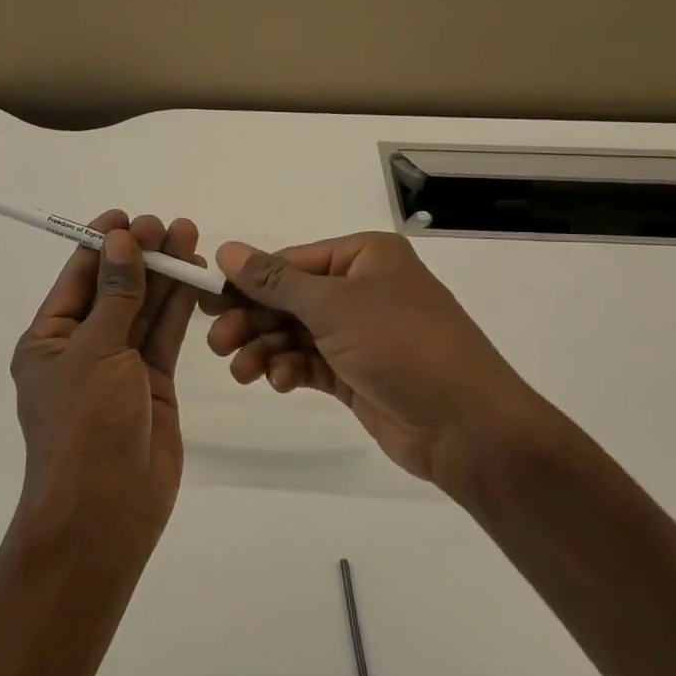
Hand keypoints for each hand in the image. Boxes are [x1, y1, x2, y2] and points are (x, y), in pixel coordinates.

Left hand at [9, 211, 202, 564]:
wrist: (106, 511)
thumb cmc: (85, 425)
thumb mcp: (96, 351)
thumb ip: (116, 294)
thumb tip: (121, 240)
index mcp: (50, 339)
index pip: (78, 278)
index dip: (103, 243)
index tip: (129, 216)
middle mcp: (83, 348)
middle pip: (115, 289)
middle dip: (141, 256)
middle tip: (169, 225)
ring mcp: (120, 367)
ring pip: (144, 310)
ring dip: (164, 276)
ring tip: (188, 238)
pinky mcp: (152, 384)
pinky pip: (165, 337)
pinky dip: (179, 308)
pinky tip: (195, 278)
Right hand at [202, 232, 554, 494]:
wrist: (468, 427)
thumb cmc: (402, 346)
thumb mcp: (334, 306)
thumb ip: (275, 281)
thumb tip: (226, 248)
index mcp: (365, 256)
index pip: (290, 262)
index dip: (247, 281)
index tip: (207, 300)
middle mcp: (361, 288)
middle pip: (289, 299)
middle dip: (252, 320)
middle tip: (217, 343)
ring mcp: (359, 333)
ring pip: (295, 333)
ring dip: (265, 349)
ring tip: (242, 372)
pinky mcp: (356, 372)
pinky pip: (309, 362)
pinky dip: (289, 369)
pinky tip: (278, 383)